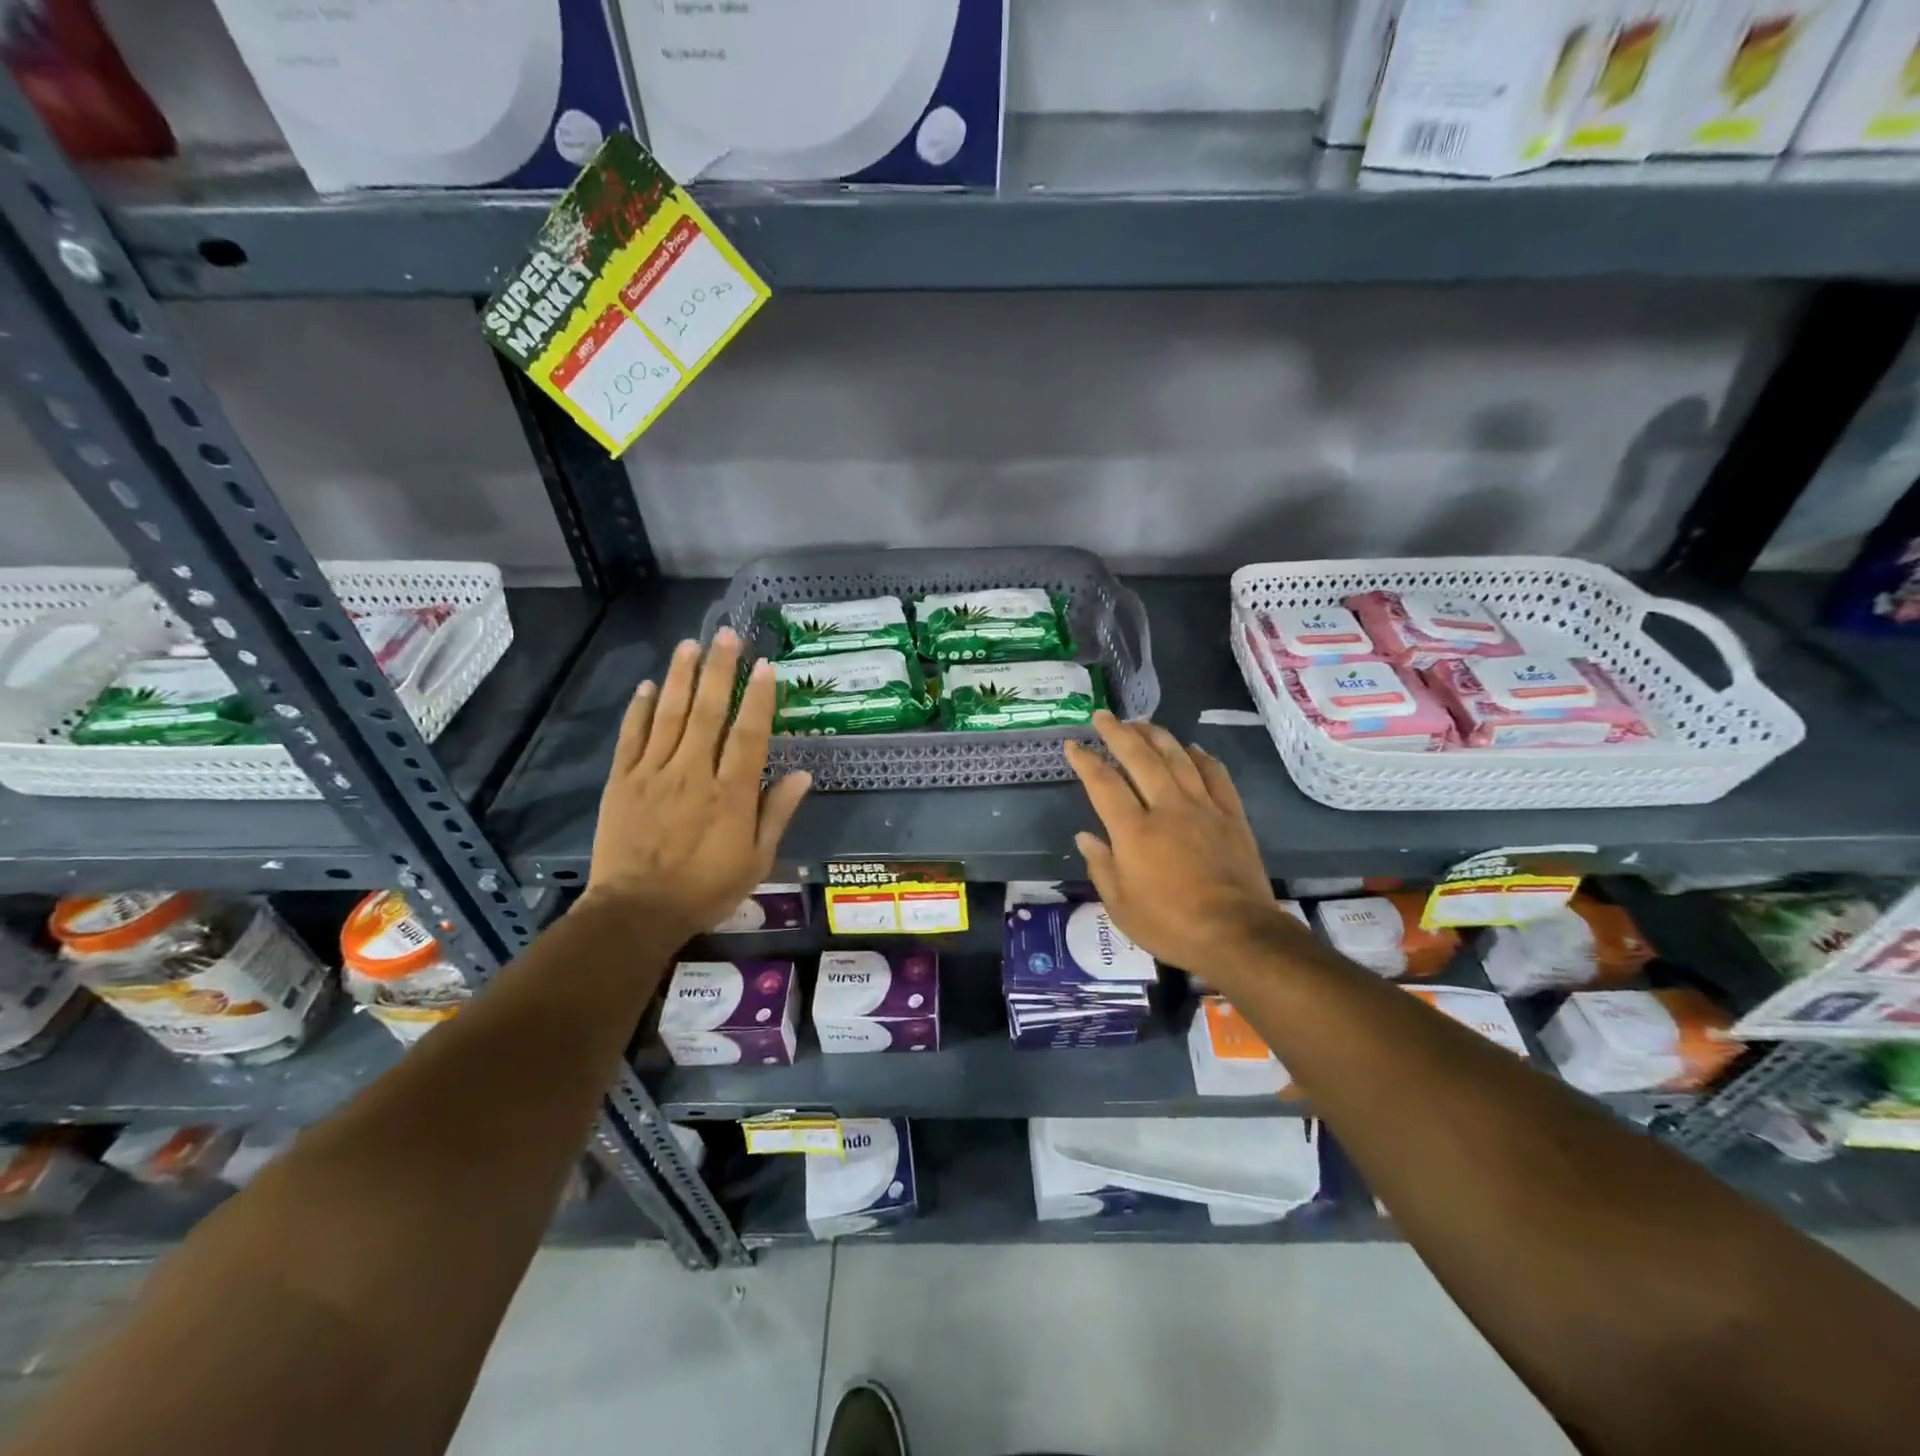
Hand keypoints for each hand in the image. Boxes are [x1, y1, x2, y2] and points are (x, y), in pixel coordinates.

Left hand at [584, 629, 810, 940]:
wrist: (636, 912)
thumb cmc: (705, 889)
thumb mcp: (757, 861)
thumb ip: (777, 814)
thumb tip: (803, 775)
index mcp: (731, 793)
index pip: (749, 734)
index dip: (759, 698)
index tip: (765, 666)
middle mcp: (693, 773)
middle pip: (708, 712)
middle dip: (719, 670)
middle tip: (727, 635)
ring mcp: (654, 773)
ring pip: (669, 715)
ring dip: (681, 676)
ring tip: (690, 644)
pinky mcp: (623, 781)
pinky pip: (632, 737)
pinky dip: (640, 709)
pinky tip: (648, 686)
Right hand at [1064, 712, 1302, 976]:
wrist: (1237, 934)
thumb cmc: (1170, 925)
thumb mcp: (1120, 906)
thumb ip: (1101, 866)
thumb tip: (1086, 837)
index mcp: (1134, 831)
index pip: (1103, 783)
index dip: (1085, 760)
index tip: (1072, 745)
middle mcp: (1167, 808)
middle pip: (1140, 757)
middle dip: (1118, 732)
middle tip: (1103, 716)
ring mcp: (1203, 808)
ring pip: (1178, 758)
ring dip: (1156, 735)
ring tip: (1141, 722)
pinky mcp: (1232, 816)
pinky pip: (1216, 775)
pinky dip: (1202, 757)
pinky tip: (1192, 748)